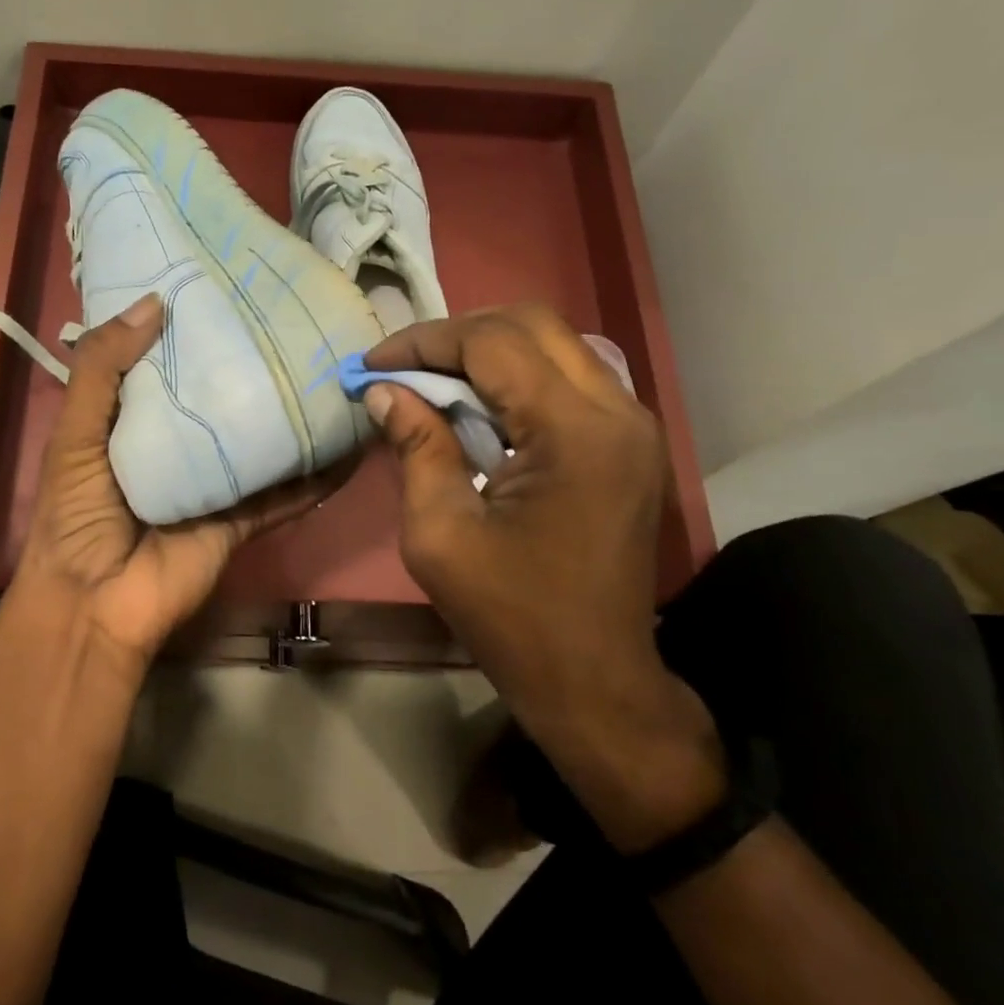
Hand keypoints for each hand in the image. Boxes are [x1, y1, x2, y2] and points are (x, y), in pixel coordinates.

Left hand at [14, 293, 343, 668]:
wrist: (95, 602)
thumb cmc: (76, 511)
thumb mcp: (74, 433)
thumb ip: (102, 369)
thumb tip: (154, 301)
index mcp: (134, 419)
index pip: (168, 362)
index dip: (190, 326)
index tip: (226, 283)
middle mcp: (179, 444)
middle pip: (222, 398)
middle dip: (251, 365)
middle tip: (296, 319)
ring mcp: (215, 483)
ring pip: (261, 442)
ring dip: (294, 417)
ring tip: (336, 375)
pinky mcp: (242, 519)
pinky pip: (285, 494)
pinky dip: (317, 477)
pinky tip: (351, 447)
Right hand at [365, 304, 723, 850]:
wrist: (595, 680)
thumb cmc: (511, 617)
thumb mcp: (439, 534)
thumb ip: (415, 447)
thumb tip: (384, 392)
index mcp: (574, 432)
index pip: (492, 344)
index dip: (423, 343)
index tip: (371, 364)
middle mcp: (617, 411)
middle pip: (531, 324)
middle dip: (456, 335)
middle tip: (403, 367)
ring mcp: (633, 425)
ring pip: (554, 344)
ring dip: (488, 351)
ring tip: (432, 381)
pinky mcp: (630, 443)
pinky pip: (569, 378)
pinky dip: (518, 377)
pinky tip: (479, 408)